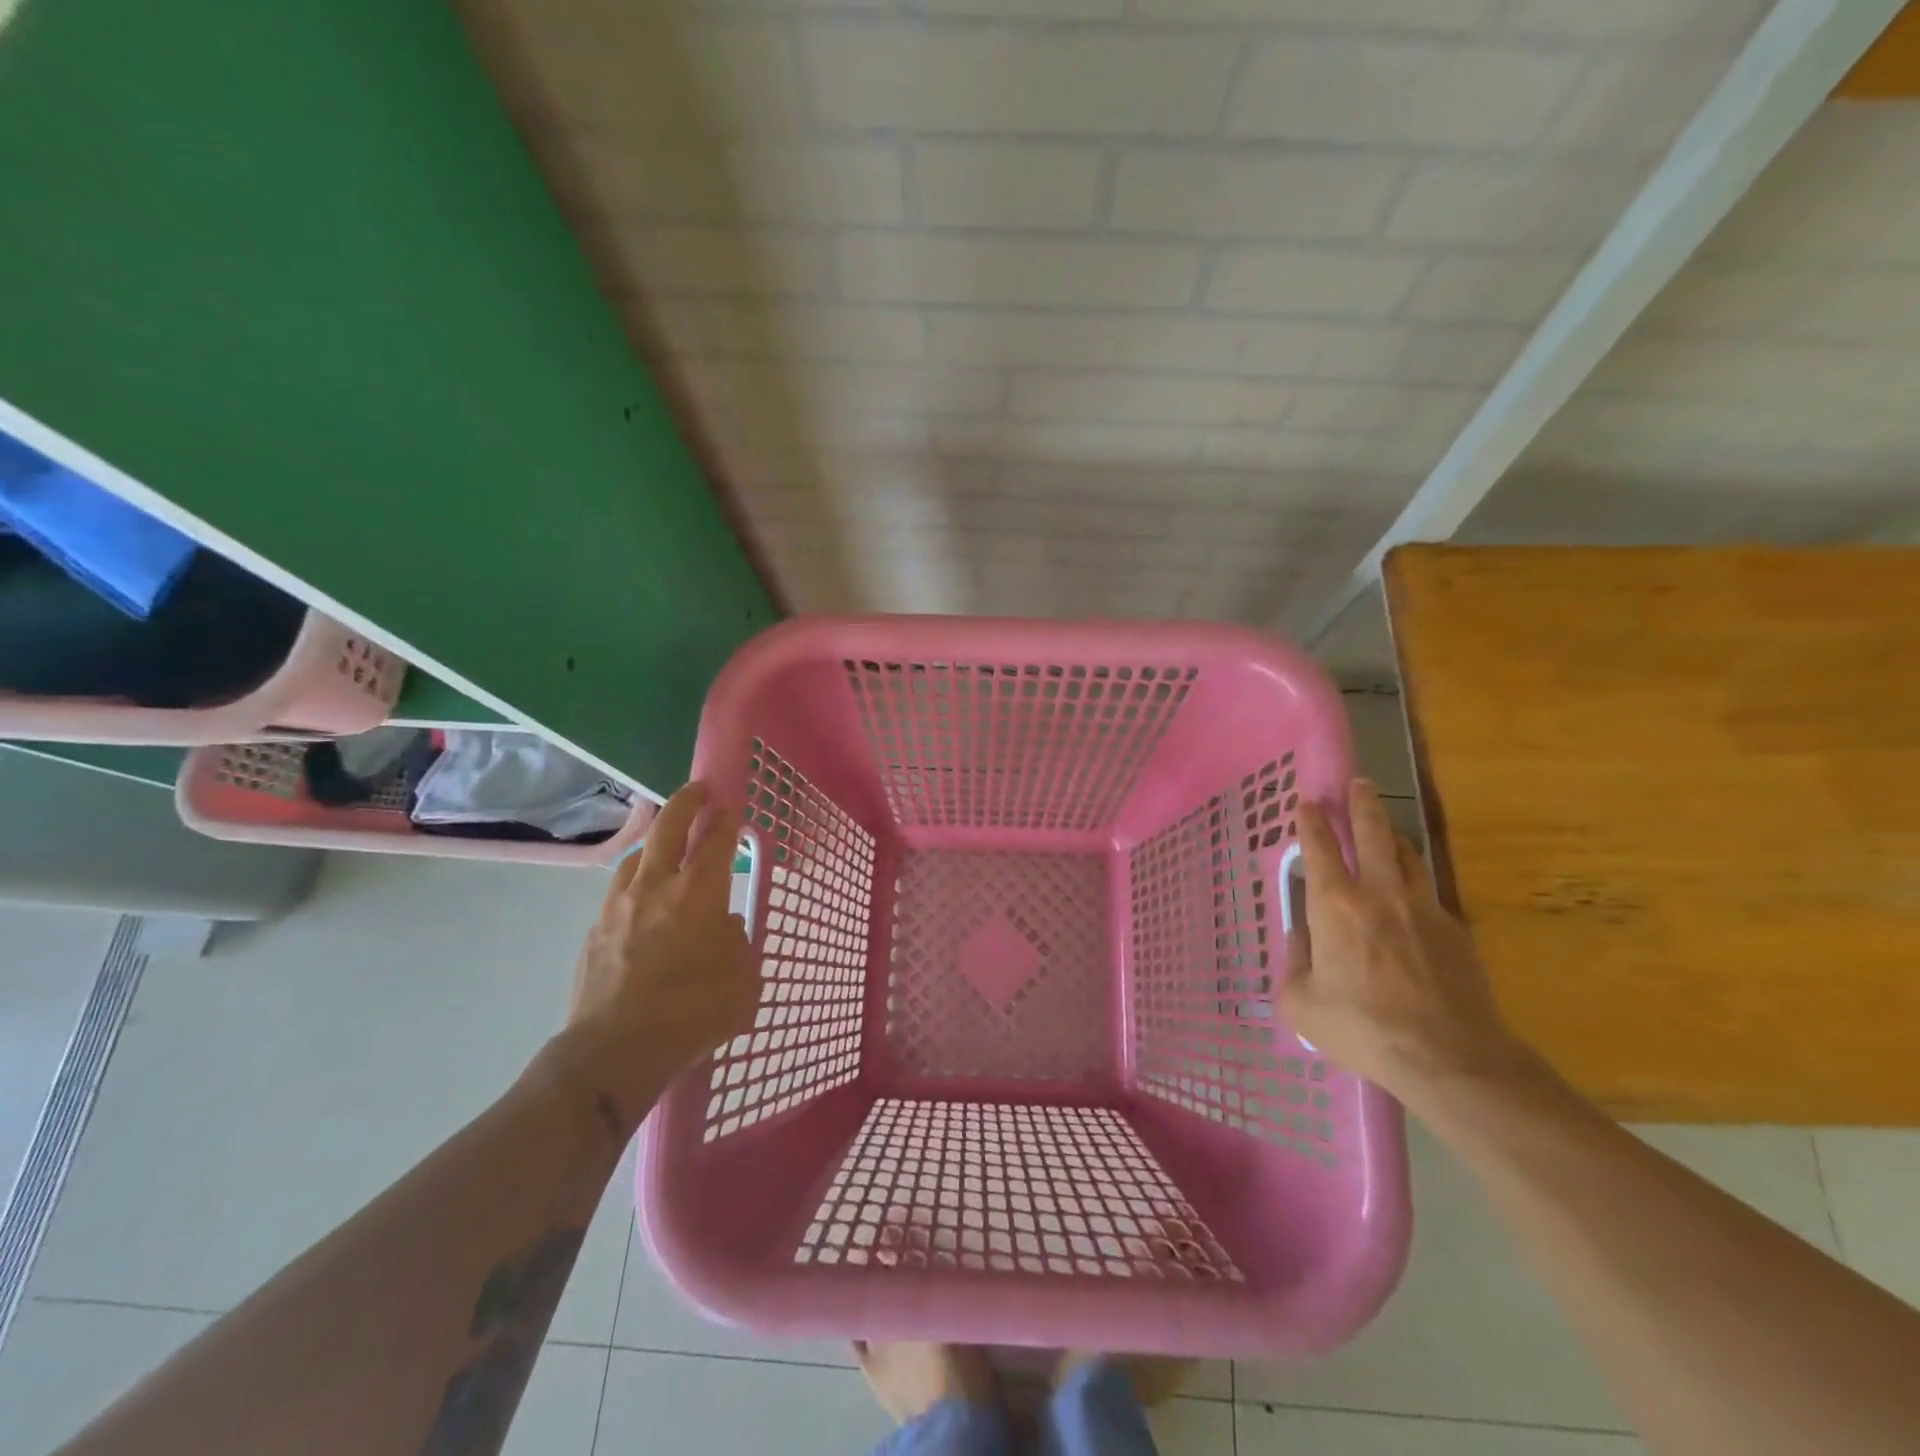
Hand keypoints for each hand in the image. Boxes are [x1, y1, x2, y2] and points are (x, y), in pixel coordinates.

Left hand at [559, 783, 759, 1122]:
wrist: (614, 1050)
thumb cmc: (692, 1012)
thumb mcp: (741, 980)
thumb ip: (736, 943)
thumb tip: (721, 926)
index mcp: (699, 892)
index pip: (716, 840)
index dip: (726, 818)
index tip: (731, 801)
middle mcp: (657, 886)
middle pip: (669, 827)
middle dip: (686, 801)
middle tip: (698, 790)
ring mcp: (619, 906)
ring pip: (637, 856)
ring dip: (655, 842)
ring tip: (665, 845)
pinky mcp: (594, 931)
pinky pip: (618, 891)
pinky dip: (635, 882)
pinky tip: (640, 899)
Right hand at [1280, 779, 1528, 1105]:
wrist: (1450, 1057)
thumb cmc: (1363, 1028)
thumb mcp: (1301, 1004)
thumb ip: (1295, 965)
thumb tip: (1301, 941)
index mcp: (1334, 906)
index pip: (1320, 848)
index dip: (1311, 822)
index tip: (1307, 803)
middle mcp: (1379, 894)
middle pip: (1373, 833)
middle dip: (1362, 804)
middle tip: (1360, 784)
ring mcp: (1423, 908)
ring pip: (1408, 856)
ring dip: (1393, 836)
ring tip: (1386, 830)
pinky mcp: (1455, 930)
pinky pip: (1429, 892)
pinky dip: (1415, 882)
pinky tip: (1411, 896)